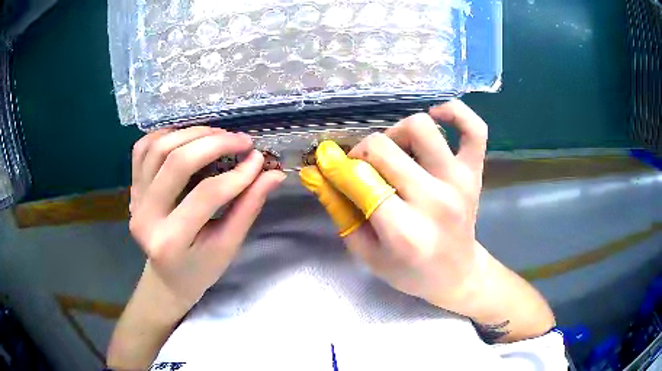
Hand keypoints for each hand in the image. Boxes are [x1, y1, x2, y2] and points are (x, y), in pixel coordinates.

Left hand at [129, 126, 285, 309]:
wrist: (167, 277)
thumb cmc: (200, 268)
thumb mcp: (227, 246)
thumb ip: (248, 208)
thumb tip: (273, 173)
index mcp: (170, 242)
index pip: (206, 195)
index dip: (237, 175)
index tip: (259, 160)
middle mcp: (145, 217)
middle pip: (176, 162)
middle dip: (214, 144)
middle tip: (242, 141)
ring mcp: (134, 200)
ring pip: (157, 148)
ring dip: (191, 134)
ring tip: (218, 135)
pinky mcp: (132, 188)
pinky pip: (142, 149)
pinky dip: (165, 135)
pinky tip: (187, 137)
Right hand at [300, 101, 488, 314]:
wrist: (457, 274)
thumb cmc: (410, 272)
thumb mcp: (366, 253)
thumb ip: (339, 210)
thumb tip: (318, 172)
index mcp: (404, 231)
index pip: (360, 180)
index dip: (336, 168)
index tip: (329, 166)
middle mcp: (435, 200)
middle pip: (384, 148)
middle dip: (360, 154)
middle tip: (361, 168)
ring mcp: (459, 181)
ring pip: (421, 127)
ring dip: (396, 133)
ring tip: (394, 153)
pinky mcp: (475, 172)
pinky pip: (474, 128)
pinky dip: (455, 112)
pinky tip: (436, 116)